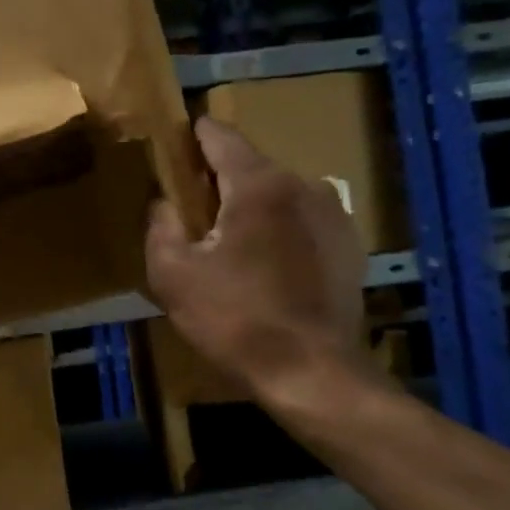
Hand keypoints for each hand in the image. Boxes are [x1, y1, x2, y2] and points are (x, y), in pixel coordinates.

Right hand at [145, 117, 376, 417]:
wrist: (313, 374)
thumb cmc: (235, 320)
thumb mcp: (173, 275)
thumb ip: (160, 226)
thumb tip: (163, 202)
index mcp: (259, 185)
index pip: (220, 136)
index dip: (192, 135)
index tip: (173, 143)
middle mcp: (303, 186)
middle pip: (250, 166)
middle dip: (219, 180)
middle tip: (191, 210)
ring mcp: (334, 215)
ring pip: (278, 195)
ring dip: (251, 208)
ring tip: (229, 244)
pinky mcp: (349, 246)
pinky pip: (302, 222)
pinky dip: (279, 231)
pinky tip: (264, 267)